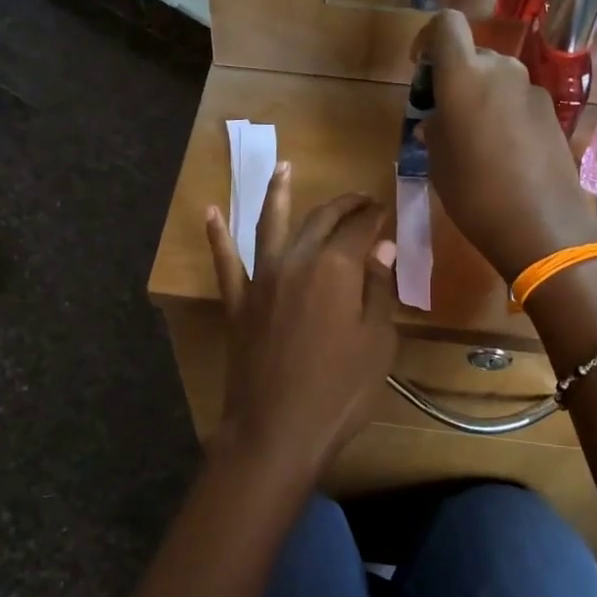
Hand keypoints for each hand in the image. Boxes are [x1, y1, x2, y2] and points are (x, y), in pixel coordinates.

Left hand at [205, 166, 398, 489]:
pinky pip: (225, 261)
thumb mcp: (376, 342)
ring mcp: (261, 280)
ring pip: (271, 225)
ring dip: (278, 193)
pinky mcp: (238, 303)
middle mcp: (296, 261)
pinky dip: (217, 235)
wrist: (278, 429)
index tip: (385, 211)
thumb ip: (378, 290)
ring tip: (284, 168)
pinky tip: (211, 211)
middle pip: (321, 220)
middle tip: (359, 199)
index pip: (360, 229)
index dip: (375, 217)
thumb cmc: (340, 390)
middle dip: (342, 205)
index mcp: (336, 268)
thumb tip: (382, 248)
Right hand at [414, 10, 596, 281]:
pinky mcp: (551, 112)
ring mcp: (531, 90)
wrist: (544, 226)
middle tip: (442, 114)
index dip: (428, 38)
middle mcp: (501, 70)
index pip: (446, 24)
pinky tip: (501, 152)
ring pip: (496, 77)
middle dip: (454, 75)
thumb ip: (433, 131)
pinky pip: (516, 99)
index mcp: (465, 76)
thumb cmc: (476, 195)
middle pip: (473, 53)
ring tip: (470, 138)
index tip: (422, 69)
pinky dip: (502, 112)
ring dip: (479, 95)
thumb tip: (435, 121)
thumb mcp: (439, 165)